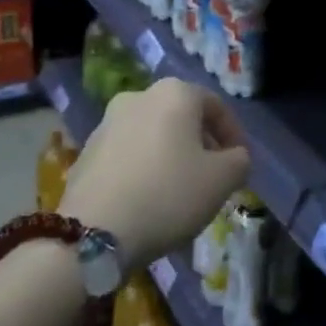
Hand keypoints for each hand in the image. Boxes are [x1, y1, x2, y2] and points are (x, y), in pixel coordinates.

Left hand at [61, 77, 250, 267]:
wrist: (93, 233)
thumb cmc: (168, 195)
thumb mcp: (222, 181)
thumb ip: (239, 161)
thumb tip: (234, 157)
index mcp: (175, 93)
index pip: (216, 106)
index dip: (233, 134)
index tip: (239, 163)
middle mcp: (140, 96)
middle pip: (182, 117)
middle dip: (200, 144)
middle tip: (212, 177)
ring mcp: (108, 122)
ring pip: (153, 134)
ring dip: (170, 155)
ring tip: (179, 191)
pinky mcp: (86, 151)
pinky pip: (128, 153)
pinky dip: (144, 168)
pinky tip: (148, 199)